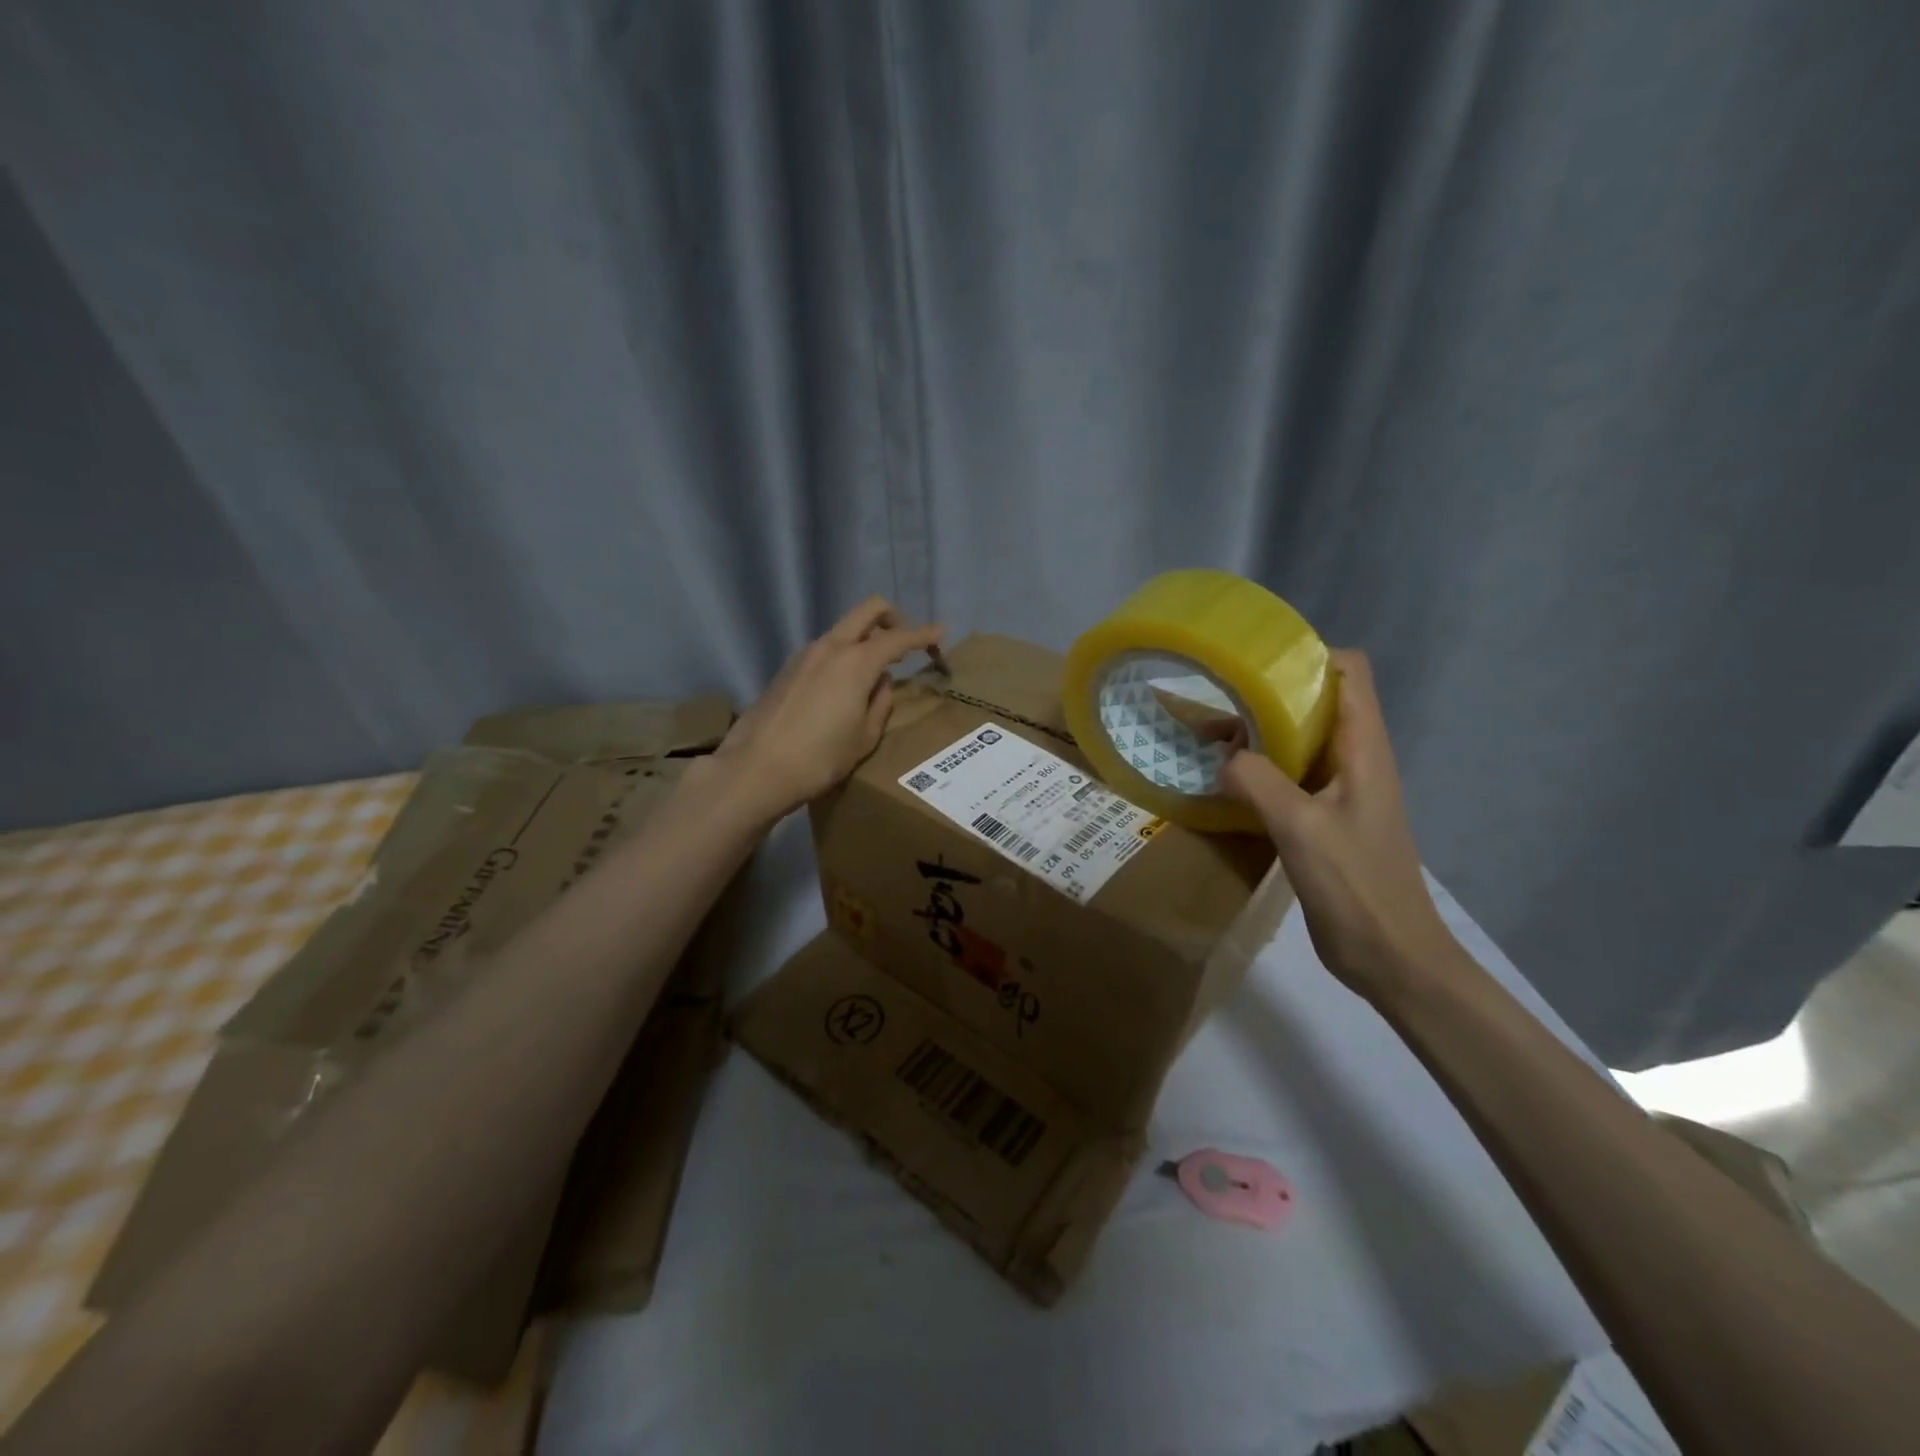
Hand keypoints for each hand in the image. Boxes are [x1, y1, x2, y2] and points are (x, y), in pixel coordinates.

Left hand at [716, 597, 944, 819]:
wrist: (756, 769)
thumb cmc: (820, 758)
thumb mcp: (864, 737)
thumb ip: (880, 703)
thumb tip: (881, 682)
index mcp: (856, 662)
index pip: (898, 638)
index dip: (923, 635)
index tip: (940, 633)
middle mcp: (830, 647)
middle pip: (868, 611)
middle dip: (892, 618)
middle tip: (905, 642)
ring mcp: (804, 655)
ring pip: (843, 630)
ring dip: (864, 639)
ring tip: (874, 673)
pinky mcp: (787, 669)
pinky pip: (824, 650)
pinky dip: (843, 655)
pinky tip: (842, 687)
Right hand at [1220, 650, 1459, 1003]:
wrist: (1392, 957)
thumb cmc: (1357, 887)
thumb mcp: (1302, 829)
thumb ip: (1258, 782)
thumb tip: (1223, 757)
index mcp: (1363, 749)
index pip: (1349, 672)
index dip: (1307, 657)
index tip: (1255, 666)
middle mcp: (1355, 759)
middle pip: (1316, 702)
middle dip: (1267, 696)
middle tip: (1216, 704)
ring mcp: (1340, 790)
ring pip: (1299, 740)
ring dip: (1258, 735)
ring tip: (1208, 742)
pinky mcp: (1324, 818)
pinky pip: (1289, 776)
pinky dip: (1259, 770)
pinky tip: (1225, 785)